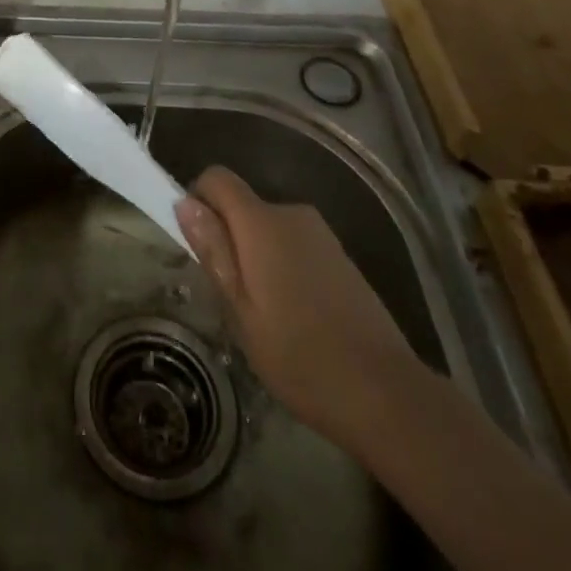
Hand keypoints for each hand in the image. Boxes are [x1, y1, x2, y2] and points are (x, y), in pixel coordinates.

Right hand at [176, 165, 420, 439]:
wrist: (385, 392)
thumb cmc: (299, 355)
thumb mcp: (240, 310)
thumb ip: (213, 250)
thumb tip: (185, 202)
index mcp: (262, 222)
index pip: (217, 178)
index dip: (197, 199)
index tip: (196, 243)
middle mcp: (291, 214)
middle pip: (242, 204)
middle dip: (227, 236)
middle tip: (229, 295)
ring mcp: (321, 234)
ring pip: (267, 228)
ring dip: (255, 255)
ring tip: (263, 313)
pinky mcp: (340, 255)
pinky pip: (294, 244)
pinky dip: (282, 266)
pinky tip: (295, 315)